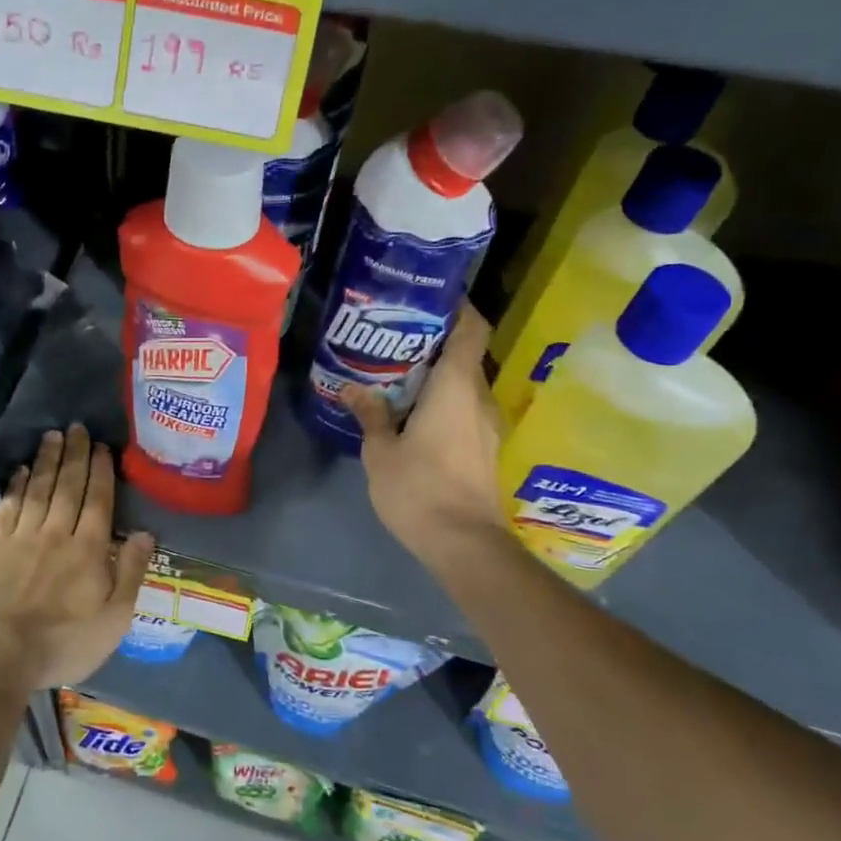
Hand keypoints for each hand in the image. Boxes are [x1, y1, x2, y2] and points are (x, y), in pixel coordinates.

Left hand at [0, 425, 156, 693]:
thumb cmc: (62, 644)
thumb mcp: (113, 620)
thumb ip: (131, 573)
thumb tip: (145, 533)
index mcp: (89, 549)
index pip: (98, 500)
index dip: (101, 471)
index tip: (102, 447)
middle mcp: (56, 533)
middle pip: (68, 486)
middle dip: (75, 455)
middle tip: (77, 428)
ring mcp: (22, 537)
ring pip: (38, 489)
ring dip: (46, 460)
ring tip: (52, 436)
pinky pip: (8, 506)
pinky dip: (15, 486)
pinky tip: (19, 471)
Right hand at [341, 308, 508, 577]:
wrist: (464, 544)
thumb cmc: (419, 489)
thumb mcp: (380, 451)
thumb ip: (370, 414)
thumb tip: (353, 387)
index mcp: (455, 387)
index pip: (471, 329)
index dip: (458, 306)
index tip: (431, 297)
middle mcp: (478, 398)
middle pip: (466, 354)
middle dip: (435, 341)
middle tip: (395, 335)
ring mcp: (486, 424)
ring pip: (465, 383)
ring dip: (438, 373)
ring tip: (398, 371)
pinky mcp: (484, 447)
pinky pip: (464, 407)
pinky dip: (442, 398)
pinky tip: (412, 410)